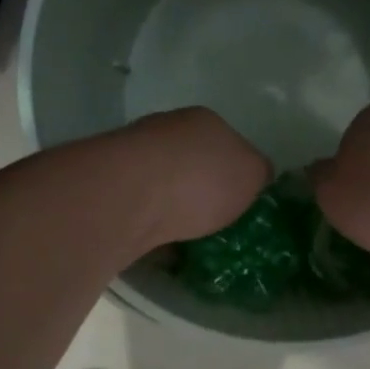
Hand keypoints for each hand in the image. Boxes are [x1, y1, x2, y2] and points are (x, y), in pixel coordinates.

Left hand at [116, 108, 270, 248]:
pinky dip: (153, 226)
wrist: (130, 196)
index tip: (241, 202)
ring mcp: (134, 158)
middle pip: (193, 163)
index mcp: (204, 121)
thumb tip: (256, 176)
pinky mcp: (111, 190)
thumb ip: (258, 173)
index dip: (237, 173)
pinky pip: (142, 211)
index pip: (228, 143)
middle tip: (217, 225)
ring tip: (190, 241)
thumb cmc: (201, 179)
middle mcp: (166, 131)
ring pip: (164, 186)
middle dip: (203, 192)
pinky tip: (162, 247)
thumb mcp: (252, 173)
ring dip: (175, 209)